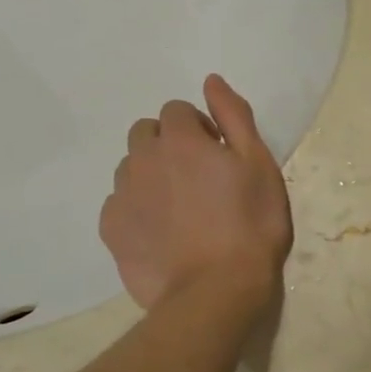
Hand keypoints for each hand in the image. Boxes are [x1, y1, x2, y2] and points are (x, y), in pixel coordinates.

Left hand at [99, 75, 292, 310]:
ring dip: (151, 175)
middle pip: (146, 133)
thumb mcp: (259, 163)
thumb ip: (234, 116)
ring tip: (181, 208)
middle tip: (198, 177)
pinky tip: (163, 232)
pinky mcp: (111, 231)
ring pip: (130, 168)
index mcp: (180, 139)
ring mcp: (122, 196)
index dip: (199, 128)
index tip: (218, 155)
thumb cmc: (251, 223)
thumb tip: (211, 81)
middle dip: (168, 144)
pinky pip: (119, 204)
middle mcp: (143, 159)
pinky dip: (137, 208)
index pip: (177, 110)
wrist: (217, 291)